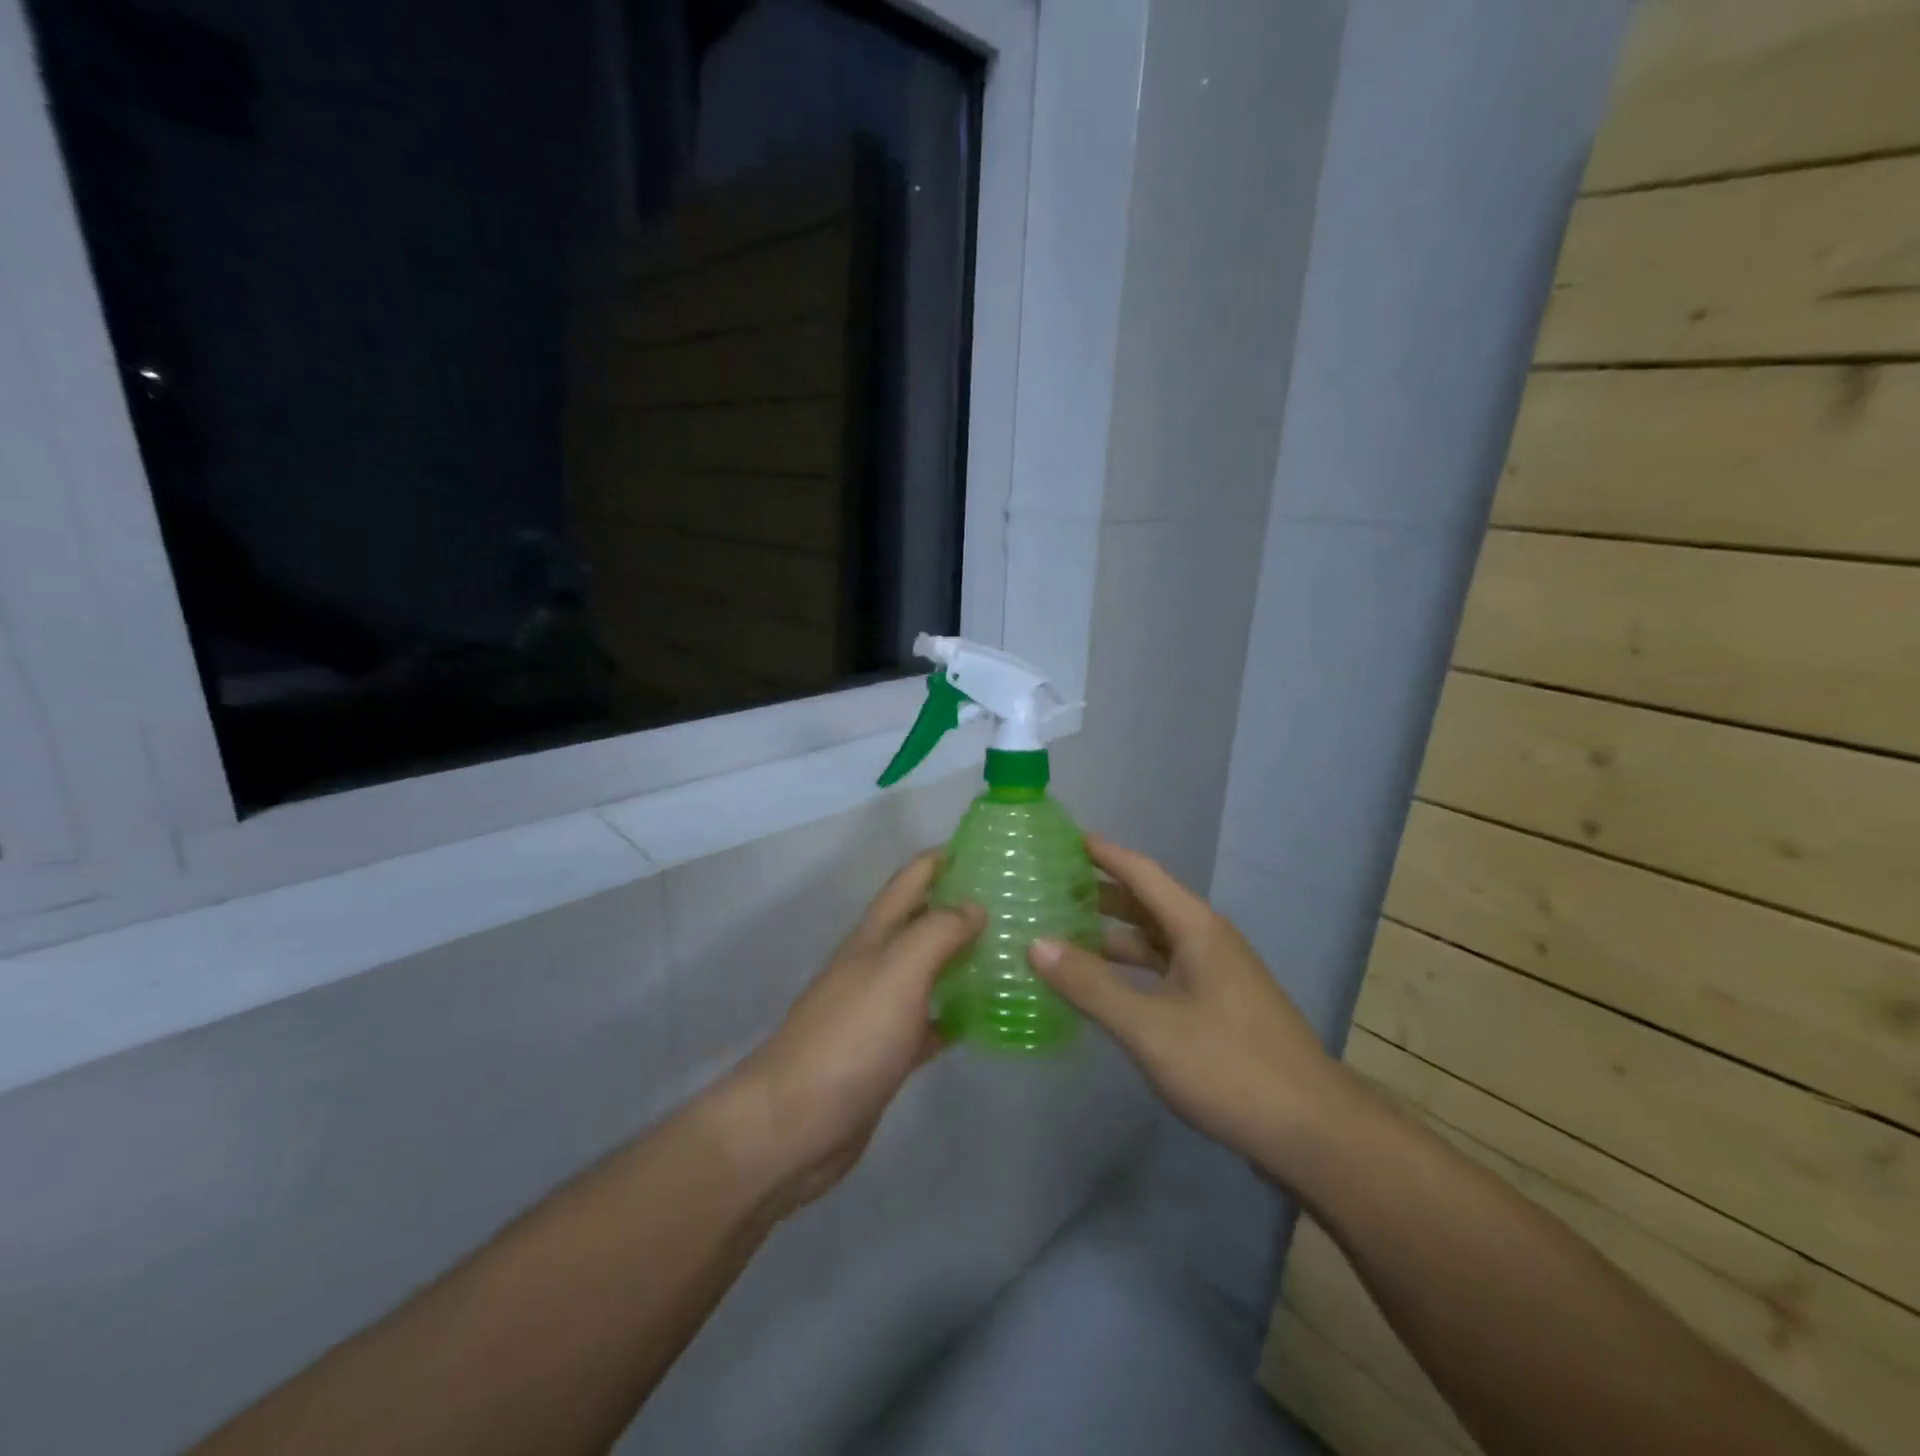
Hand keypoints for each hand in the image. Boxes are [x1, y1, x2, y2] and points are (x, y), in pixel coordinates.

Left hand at [729, 852, 983, 1214]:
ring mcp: (880, 1009)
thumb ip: (937, 932)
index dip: (944, 857)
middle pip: (922, 920)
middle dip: (963, 904)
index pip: (912, 878)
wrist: (795, 1124)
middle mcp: (877, 963)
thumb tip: (975, 906)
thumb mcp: (898, 971)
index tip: (990, 846)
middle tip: (1017, 901)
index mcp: (875, 935)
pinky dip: (957, 1013)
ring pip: (929, 969)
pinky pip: (930, 1020)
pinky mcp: (887, 1052)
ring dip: (964, 957)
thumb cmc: (850, 1037)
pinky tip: (988, 1017)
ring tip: (1013, 951)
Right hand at [1028, 835, 1347, 1181]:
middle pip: (1149, 905)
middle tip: (1054, 887)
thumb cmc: (1229, 1066)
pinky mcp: (1220, 1010)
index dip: (1105, 854)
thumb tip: (1035, 943)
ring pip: (1156, 943)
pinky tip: (1107, 989)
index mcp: (1198, 930)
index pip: (1144, 874)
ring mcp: (1218, 978)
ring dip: (1115, 937)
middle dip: (1104, 894)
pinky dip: (1132, 971)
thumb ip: (1090, 986)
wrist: (1314, 1132)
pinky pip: (1165, 973)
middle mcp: (1209, 943)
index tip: (1067, 837)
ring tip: (1067, 936)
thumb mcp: (1149, 1026)